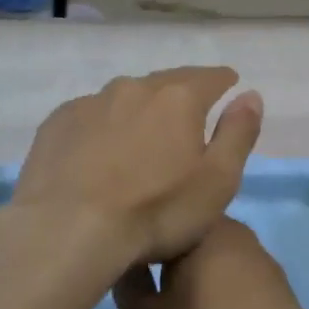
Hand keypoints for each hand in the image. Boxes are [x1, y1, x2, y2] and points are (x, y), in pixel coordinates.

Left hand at [9, 66, 263, 267]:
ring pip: (124, 98)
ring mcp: (90, 103)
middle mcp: (133, 89)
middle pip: (165, 83)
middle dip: (180, 94)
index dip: (222, 81)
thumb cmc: (156, 211)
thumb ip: (238, 134)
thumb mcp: (217, 182)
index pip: (209, 78)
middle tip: (186, 114)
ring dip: (138, 111)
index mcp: (178, 99)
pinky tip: (97, 152)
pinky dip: (101, 127)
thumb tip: (250, 95)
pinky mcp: (57, 123)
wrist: (68, 230)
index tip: (228, 84)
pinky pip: (89, 116)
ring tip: (140, 137)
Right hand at [115, 218, 308, 308]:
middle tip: (149, 294)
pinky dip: (221, 295)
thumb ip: (127, 283)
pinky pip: (237, 281)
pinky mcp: (280, 288)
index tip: (124, 268)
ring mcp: (263, 259)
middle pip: (189, 239)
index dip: (138, 243)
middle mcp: (237, 232)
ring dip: (196, 279)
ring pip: (214, 260)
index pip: (160, 220)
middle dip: (168, 261)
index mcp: (203, 227)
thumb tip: (129, 260)